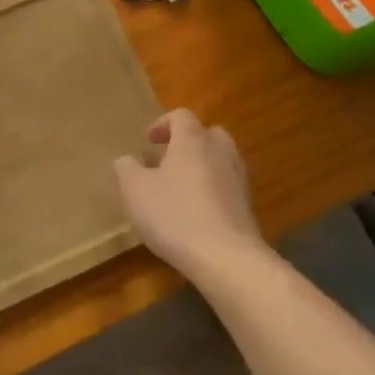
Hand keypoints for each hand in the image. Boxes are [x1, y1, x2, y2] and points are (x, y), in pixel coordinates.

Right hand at [114, 109, 263, 279]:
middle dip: (188, 143)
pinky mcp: (247, 207)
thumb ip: (126, 169)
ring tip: (180, 188)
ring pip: (220, 161)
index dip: (162, 124)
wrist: (227, 258)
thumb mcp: (135, 191)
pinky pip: (227, 187)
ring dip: (201, 167)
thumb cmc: (175, 215)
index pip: (181, 116)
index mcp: (193, 141)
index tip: (148, 141)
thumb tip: (126, 160)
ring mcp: (238, 180)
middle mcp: (220, 153)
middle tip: (168, 160)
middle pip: (208, 134)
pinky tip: (195, 214)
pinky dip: (212, 191)